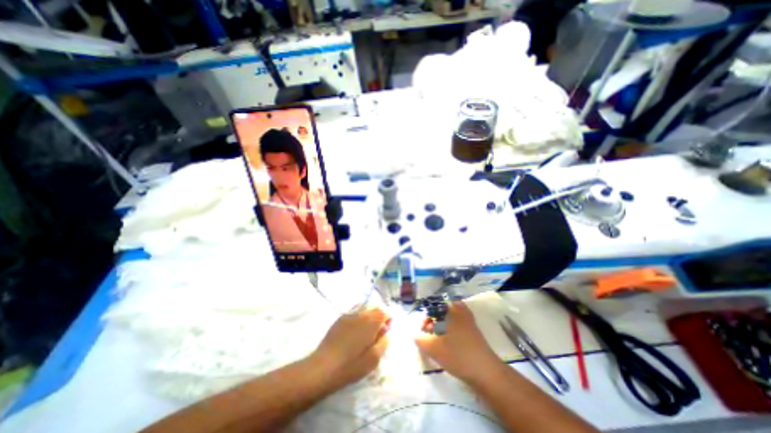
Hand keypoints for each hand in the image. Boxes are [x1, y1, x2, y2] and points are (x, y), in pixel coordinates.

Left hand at [309, 308, 391, 385]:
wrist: (323, 367)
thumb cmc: (351, 365)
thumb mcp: (373, 359)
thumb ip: (383, 342)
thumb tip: (386, 332)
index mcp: (370, 322)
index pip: (384, 312)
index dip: (388, 319)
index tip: (387, 330)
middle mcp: (360, 314)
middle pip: (374, 308)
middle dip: (379, 317)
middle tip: (378, 332)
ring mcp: (348, 315)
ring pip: (364, 309)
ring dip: (369, 317)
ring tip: (366, 333)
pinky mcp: (339, 319)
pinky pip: (354, 313)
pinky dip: (359, 318)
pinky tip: (354, 332)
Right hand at [417, 301, 499, 381]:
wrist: (486, 372)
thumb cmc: (457, 355)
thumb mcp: (433, 348)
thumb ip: (420, 339)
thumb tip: (416, 335)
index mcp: (451, 310)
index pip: (433, 306)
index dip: (426, 317)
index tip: (423, 330)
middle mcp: (460, 311)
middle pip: (442, 311)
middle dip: (433, 322)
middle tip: (430, 335)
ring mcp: (469, 321)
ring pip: (450, 319)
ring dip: (441, 328)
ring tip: (437, 341)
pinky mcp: (474, 332)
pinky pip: (457, 326)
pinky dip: (450, 332)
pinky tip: (447, 345)